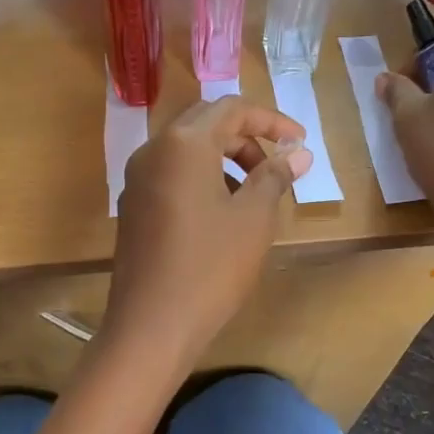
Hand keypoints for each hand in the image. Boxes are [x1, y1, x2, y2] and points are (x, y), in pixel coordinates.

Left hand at [103, 98, 312, 371]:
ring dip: (224, 159)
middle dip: (246, 138)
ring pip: (187, 150)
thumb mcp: (253, 218)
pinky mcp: (133, 206)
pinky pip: (172, 175)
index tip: (300, 142)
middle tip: (276, 167)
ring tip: (254, 194)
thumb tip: (298, 153)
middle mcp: (153, 151)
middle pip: (205, 123)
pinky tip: (222, 214)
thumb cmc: (211, 267)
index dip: (271, 120)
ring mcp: (137, 180)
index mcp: (183, 143)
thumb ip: (275, 176)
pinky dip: (202, 178)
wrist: (151, 325)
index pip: (231, 108)